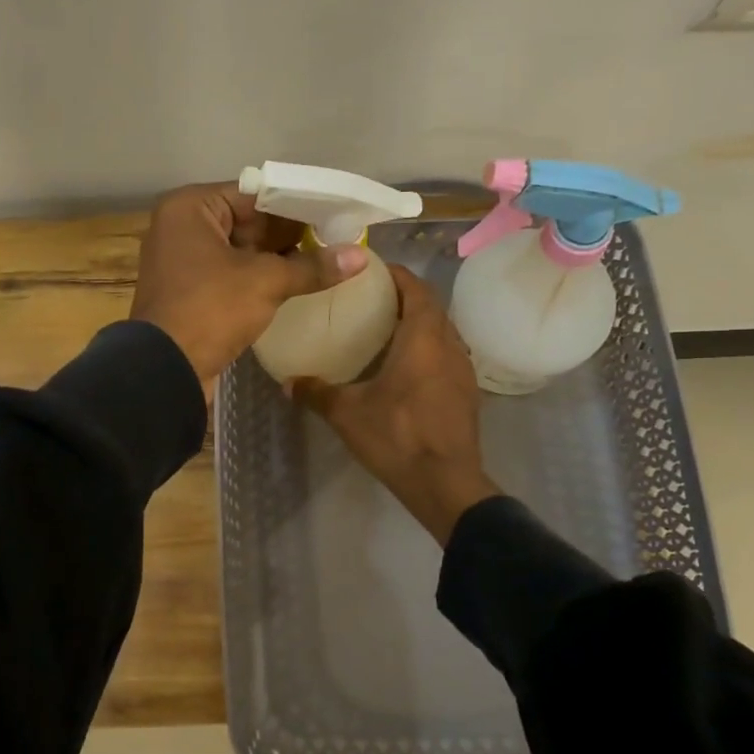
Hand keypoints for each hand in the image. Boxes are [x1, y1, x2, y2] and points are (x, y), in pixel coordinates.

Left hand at [130, 182, 366, 397]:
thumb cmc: (210, 309)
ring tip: (324, 260)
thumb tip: (360, 258)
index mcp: (190, 208)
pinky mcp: (189, 292)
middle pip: (247, 222)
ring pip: (240, 251)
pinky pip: (230, 275)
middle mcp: (181, 227)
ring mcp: (182, 262)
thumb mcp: (266, 282)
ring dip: (276, 259)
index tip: (334, 214)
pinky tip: (295, 284)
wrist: (164, 370)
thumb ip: (312, 266)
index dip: (296, 205)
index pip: (254, 195)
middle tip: (336, 238)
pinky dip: (258, 279)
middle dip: (289, 234)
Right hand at [291, 266, 500, 545]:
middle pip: (431, 308)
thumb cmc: (397, 436)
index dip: (397, 275)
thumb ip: (316, 392)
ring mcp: (463, 370)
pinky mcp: (467, 393)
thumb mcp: (347, 413)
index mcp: (424, 338)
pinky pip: (447, 356)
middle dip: (405, 297)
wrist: (446, 483)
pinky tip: (405, 369)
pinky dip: (427, 350)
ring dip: (419, 324)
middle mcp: (450, 345)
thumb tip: (287, 382)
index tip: (372, 270)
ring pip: (442, 332)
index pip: (416, 288)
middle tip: (372, 299)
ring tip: (386, 330)